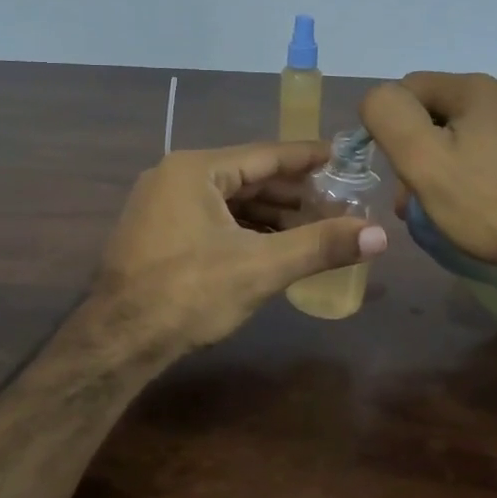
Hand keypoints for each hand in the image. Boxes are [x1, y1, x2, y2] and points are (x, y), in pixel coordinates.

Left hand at [93, 141, 388, 355]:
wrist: (117, 342)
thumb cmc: (189, 293)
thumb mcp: (261, 267)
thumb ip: (320, 245)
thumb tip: (379, 235)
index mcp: (196, 170)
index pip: (266, 154)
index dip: (308, 158)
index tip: (343, 157)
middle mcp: (174, 177)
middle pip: (247, 177)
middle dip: (293, 194)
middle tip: (337, 203)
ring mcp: (160, 206)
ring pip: (229, 202)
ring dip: (270, 215)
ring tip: (313, 227)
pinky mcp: (156, 234)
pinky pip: (211, 219)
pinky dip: (244, 230)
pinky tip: (272, 247)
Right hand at [360, 72, 496, 291]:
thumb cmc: (492, 206)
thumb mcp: (424, 163)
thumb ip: (390, 117)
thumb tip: (378, 97)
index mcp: (475, 88)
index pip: (409, 89)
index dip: (393, 128)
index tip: (400, 174)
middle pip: (446, 112)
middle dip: (427, 149)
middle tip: (423, 199)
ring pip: (481, 130)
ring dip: (461, 159)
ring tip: (464, 204)